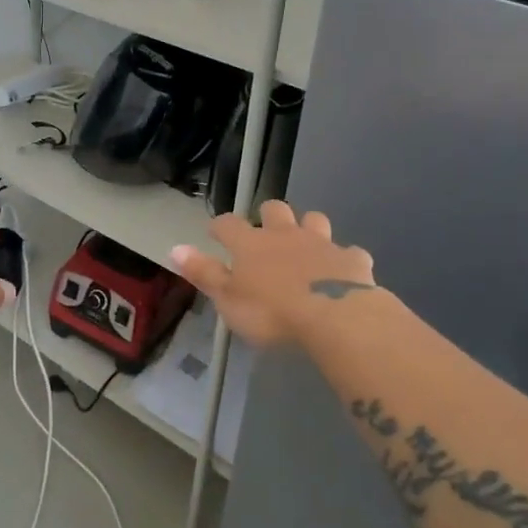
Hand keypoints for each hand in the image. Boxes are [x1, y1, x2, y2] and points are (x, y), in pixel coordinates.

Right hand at [172, 201, 381, 348]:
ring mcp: (322, 244)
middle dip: (268, 215)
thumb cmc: (272, 312)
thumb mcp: (228, 299)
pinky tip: (343, 271)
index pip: (228, 224)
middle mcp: (285, 235)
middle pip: (274, 210)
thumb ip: (203, 273)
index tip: (214, 232)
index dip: (220, 226)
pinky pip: (349, 253)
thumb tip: (174, 247)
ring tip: (305, 243)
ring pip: (314, 221)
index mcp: (251, 244)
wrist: (335, 318)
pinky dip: (344, 259)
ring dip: (308, 228)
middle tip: (264, 232)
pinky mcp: (353, 260)